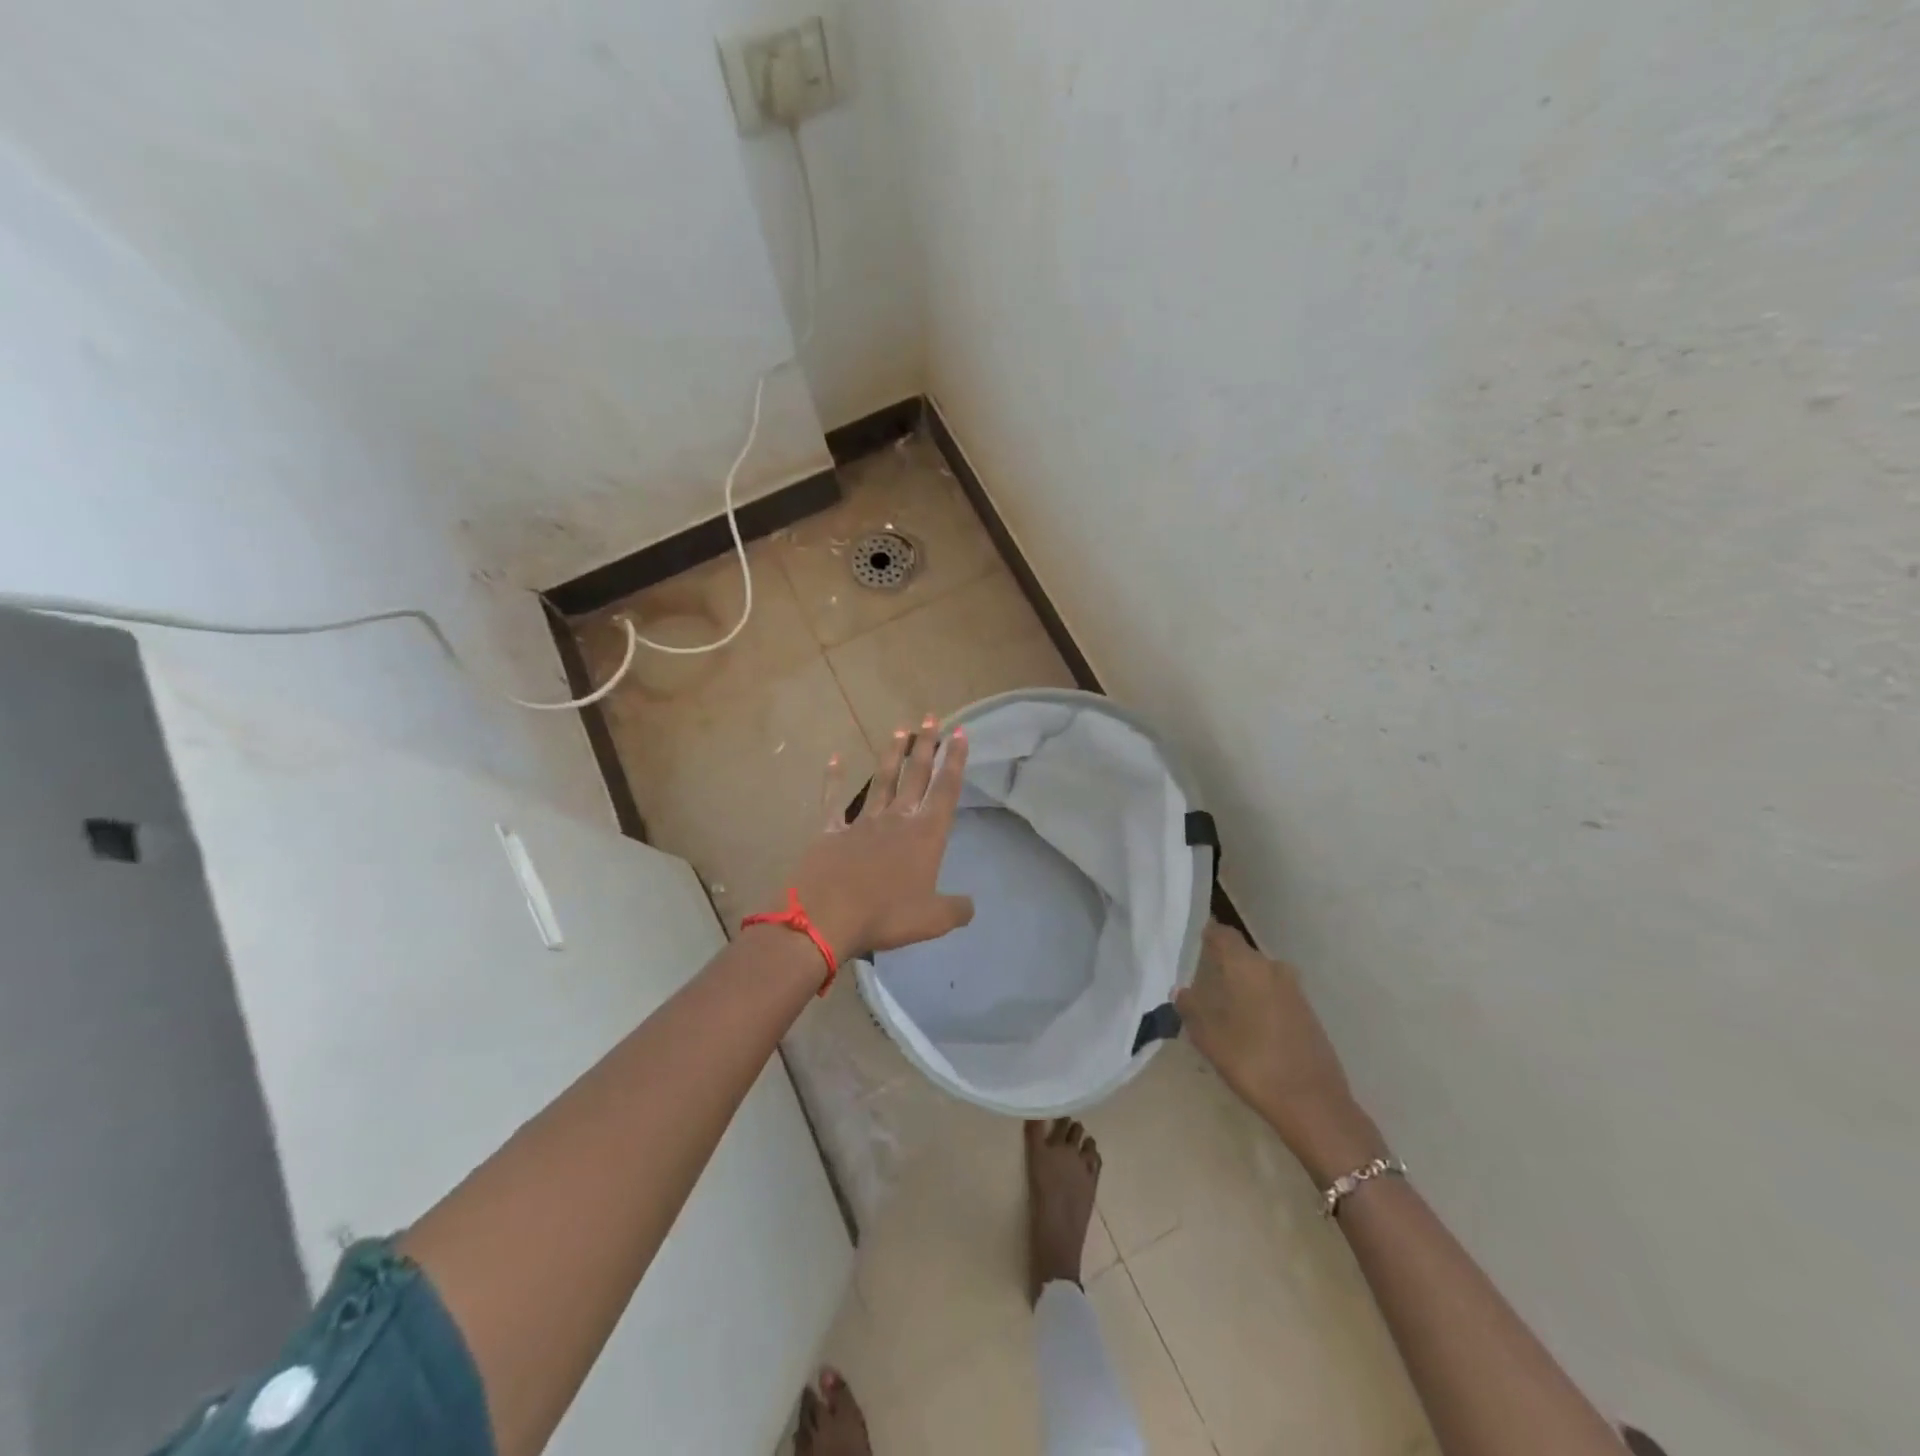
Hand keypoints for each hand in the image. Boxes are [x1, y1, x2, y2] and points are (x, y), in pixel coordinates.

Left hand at [785, 717, 975, 961]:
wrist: (827, 918)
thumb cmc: (886, 916)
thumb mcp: (932, 919)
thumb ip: (956, 909)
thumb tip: (970, 905)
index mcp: (925, 835)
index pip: (945, 790)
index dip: (955, 761)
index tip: (959, 733)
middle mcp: (897, 820)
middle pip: (915, 776)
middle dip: (926, 746)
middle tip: (930, 718)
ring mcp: (863, 822)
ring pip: (881, 780)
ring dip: (892, 756)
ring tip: (900, 731)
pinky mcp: (832, 831)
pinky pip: (833, 800)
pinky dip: (833, 779)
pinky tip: (834, 759)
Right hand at [1176, 921, 1385, 1182]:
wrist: (1313, 1104)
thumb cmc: (1252, 1062)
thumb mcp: (1209, 1037)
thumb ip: (1191, 1008)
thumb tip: (1181, 991)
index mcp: (1247, 966)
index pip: (1223, 934)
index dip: (1206, 935)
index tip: (1190, 943)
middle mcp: (1273, 969)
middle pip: (1242, 955)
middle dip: (1222, 963)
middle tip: (1200, 980)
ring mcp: (1294, 991)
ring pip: (1260, 975)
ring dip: (1242, 984)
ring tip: (1220, 1004)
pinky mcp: (1307, 1013)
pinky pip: (1274, 994)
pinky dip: (1258, 1001)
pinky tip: (1246, 1024)